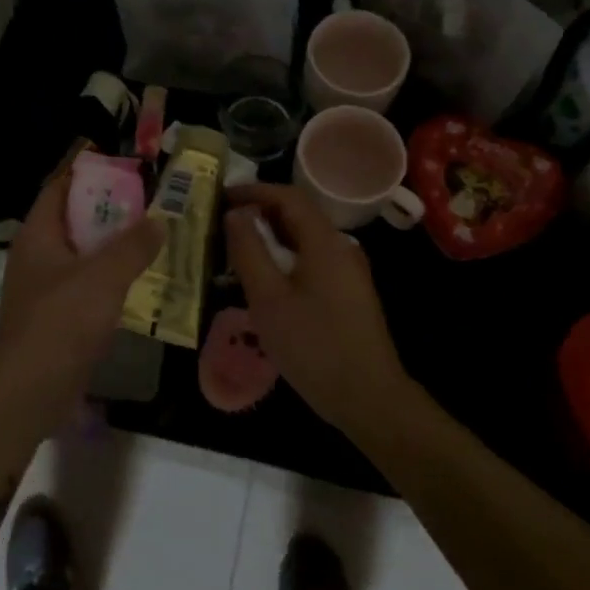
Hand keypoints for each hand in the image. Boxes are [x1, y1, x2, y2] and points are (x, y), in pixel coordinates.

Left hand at [0, 169, 163, 439]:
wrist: (28, 391)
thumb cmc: (59, 323)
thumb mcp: (102, 278)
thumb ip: (133, 246)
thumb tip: (159, 220)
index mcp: (39, 234)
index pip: (59, 185)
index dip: (84, 167)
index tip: (116, 154)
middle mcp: (37, 254)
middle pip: (72, 217)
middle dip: (106, 205)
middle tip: (147, 194)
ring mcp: (44, 286)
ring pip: (81, 251)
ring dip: (111, 242)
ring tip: (150, 231)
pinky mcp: (55, 315)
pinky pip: (86, 282)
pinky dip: (110, 274)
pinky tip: (139, 278)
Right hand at [224, 183, 408, 433]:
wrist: (368, 398)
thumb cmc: (313, 345)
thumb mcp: (268, 298)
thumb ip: (249, 250)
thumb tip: (236, 213)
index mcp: (325, 242)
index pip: (288, 196)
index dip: (254, 191)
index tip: (221, 196)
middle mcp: (341, 248)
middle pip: (298, 215)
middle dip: (260, 212)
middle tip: (223, 223)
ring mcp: (348, 271)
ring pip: (304, 239)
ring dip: (271, 237)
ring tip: (237, 250)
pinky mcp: (348, 293)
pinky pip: (312, 260)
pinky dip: (285, 258)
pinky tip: (265, 279)